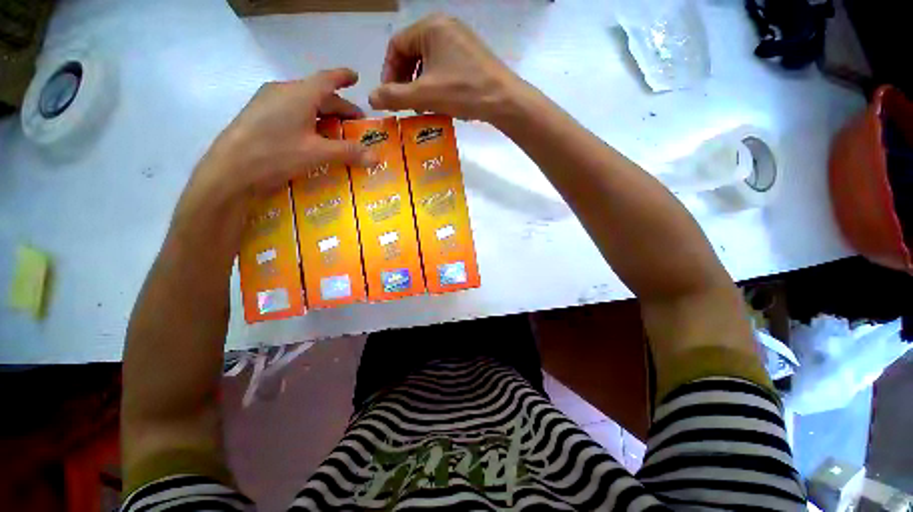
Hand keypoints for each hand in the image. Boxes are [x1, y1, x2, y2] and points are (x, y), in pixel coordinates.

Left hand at [182, 69, 375, 213]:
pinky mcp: (259, 115)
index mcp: (299, 94)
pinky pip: (291, 111)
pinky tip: (312, 136)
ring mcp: (268, 102)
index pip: (326, 79)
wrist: (230, 170)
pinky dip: (308, 119)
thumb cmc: (276, 153)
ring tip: (337, 130)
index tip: (355, 77)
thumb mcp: (317, 153)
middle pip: (317, 94)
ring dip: (324, 114)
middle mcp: (283, 91)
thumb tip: (377, 157)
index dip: (343, 77)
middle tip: (355, 122)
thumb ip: (348, 152)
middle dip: (339, 106)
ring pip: (304, 103)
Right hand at [369, 15, 526, 122]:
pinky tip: (439, 100)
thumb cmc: (462, 92)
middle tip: (406, 102)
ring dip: (420, 83)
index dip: (389, 72)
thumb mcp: (424, 95)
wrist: (503, 100)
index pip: (396, 46)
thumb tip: (370, 98)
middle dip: (405, 79)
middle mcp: (445, 26)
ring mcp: (460, 39)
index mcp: (430, 27)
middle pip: (412, 52)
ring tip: (422, 105)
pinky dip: (436, 82)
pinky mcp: (471, 54)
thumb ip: (394, 96)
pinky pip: (444, 65)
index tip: (390, 96)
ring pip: (428, 61)